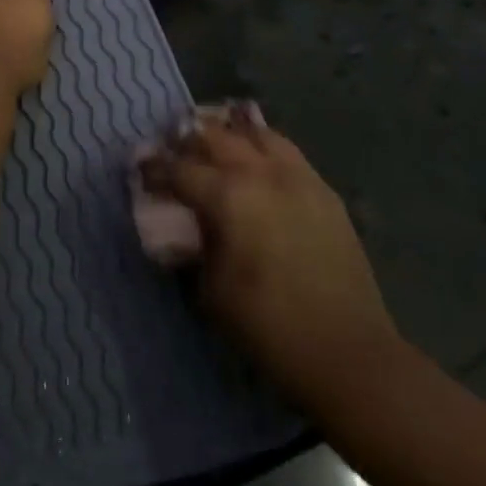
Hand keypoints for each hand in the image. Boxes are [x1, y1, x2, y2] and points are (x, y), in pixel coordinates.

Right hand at [136, 104, 402, 410]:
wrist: (347, 352)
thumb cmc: (266, 325)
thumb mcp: (208, 289)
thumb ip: (191, 246)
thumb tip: (180, 227)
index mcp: (227, 196)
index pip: (177, 168)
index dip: (152, 167)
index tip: (139, 169)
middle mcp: (260, 173)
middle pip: (214, 137)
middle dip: (186, 139)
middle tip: (171, 149)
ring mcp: (297, 178)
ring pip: (256, 133)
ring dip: (228, 132)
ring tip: (213, 139)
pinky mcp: (323, 192)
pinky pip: (287, 151)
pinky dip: (263, 145)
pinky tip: (256, 158)